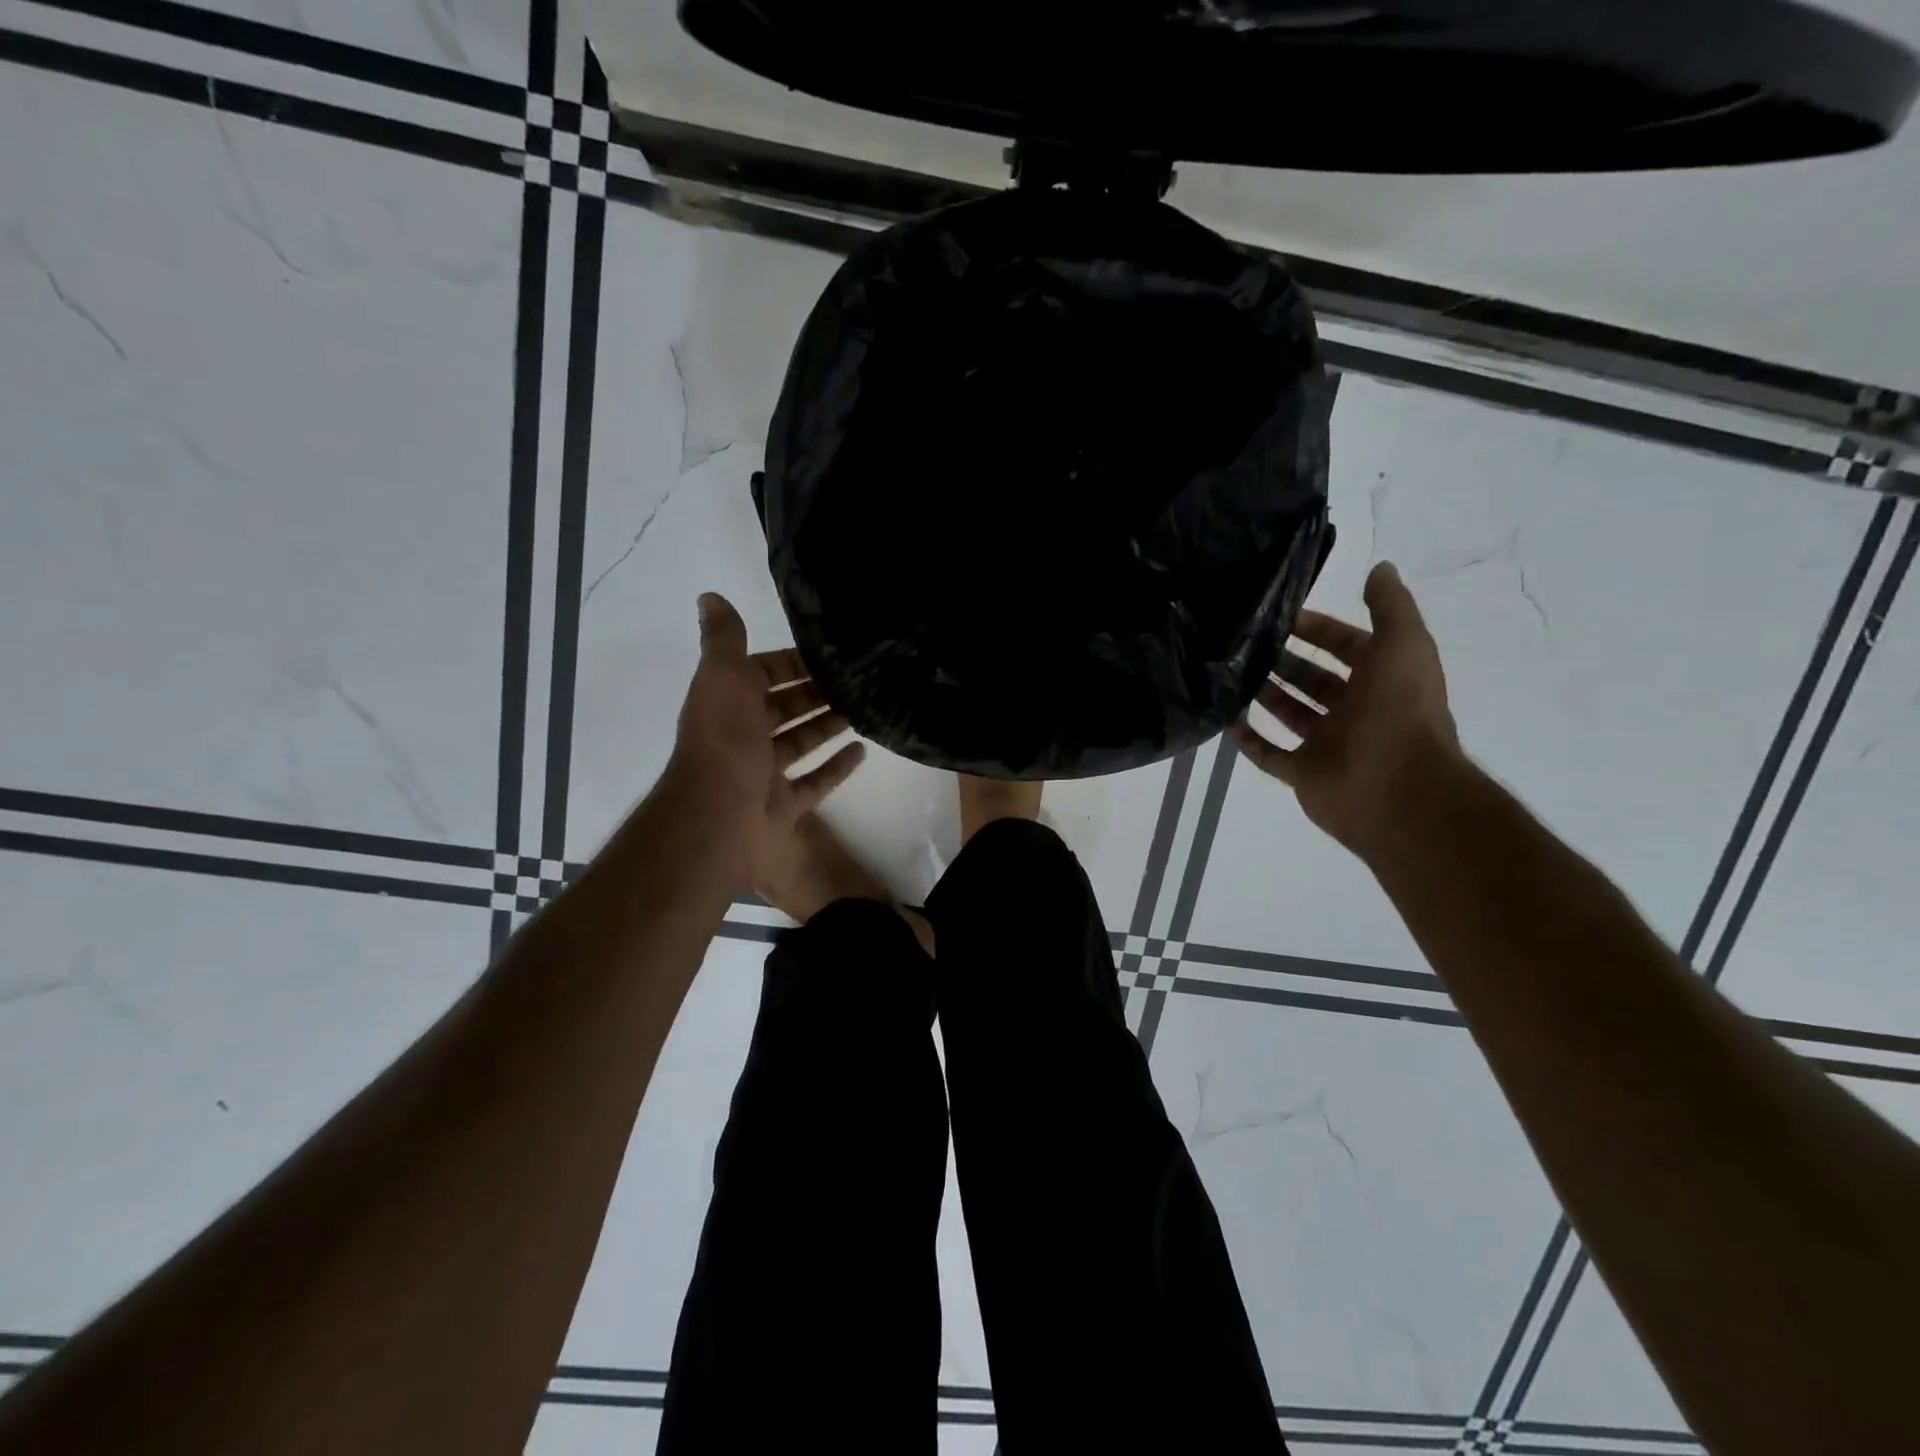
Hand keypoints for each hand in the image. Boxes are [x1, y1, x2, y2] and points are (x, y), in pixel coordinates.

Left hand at [668, 593, 864, 875]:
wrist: (719, 816)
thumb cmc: (725, 740)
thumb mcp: (724, 676)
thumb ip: (724, 638)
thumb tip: (709, 595)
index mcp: (728, 702)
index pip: (762, 672)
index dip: (792, 662)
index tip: (830, 653)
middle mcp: (743, 735)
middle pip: (785, 708)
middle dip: (815, 693)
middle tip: (858, 680)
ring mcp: (763, 774)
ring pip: (801, 742)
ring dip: (828, 725)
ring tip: (865, 709)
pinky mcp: (783, 805)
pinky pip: (814, 782)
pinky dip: (836, 767)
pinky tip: (863, 751)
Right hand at [1231, 561, 1461, 857]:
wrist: (1396, 790)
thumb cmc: (1398, 711)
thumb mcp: (1404, 645)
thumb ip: (1390, 606)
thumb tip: (1380, 567)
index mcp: (1382, 679)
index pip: (1347, 646)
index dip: (1318, 628)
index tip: (1280, 614)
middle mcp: (1356, 710)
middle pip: (1314, 678)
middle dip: (1284, 659)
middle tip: (1245, 642)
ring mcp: (1328, 744)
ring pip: (1290, 712)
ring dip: (1264, 693)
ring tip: (1230, 671)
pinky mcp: (1303, 773)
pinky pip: (1269, 753)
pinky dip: (1248, 738)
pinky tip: (1225, 718)